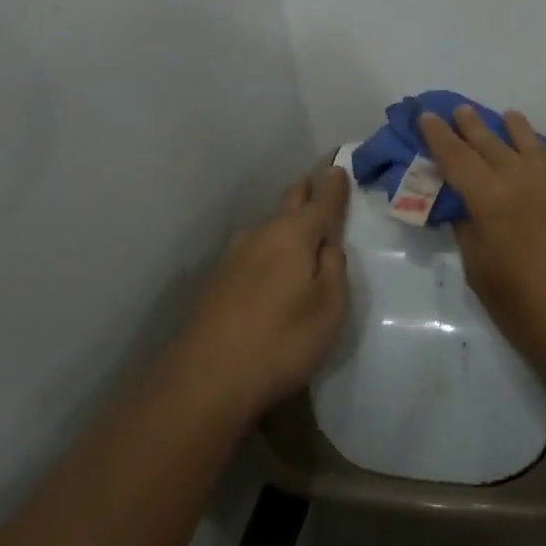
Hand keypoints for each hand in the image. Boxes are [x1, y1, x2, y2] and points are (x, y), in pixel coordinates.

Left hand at [175, 164, 350, 421]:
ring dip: (286, 223)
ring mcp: (235, 255)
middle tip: (321, 185)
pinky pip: (254, 251)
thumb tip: (327, 242)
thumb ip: (334, 266)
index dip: (334, 183)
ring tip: (300, 231)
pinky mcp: (218, 280)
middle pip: (290, 203)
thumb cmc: (282, 341)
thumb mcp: (329, 307)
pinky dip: (269, 249)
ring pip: (269, 228)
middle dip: (307, 192)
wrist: (206, 379)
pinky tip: (271, 268)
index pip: (321, 199)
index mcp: (294, 234)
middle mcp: (262, 234)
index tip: (340, 166)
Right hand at [419, 105, 545, 378]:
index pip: (456, 157)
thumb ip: (469, 236)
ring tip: (509, 116)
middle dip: (472, 126)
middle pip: (492, 143)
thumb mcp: (483, 278)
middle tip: (460, 110)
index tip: (426, 116)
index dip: (438, 136)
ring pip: (535, 145)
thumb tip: (464, 210)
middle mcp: (524, 179)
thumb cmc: (532, 310)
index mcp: (490, 198)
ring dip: (517, 128)